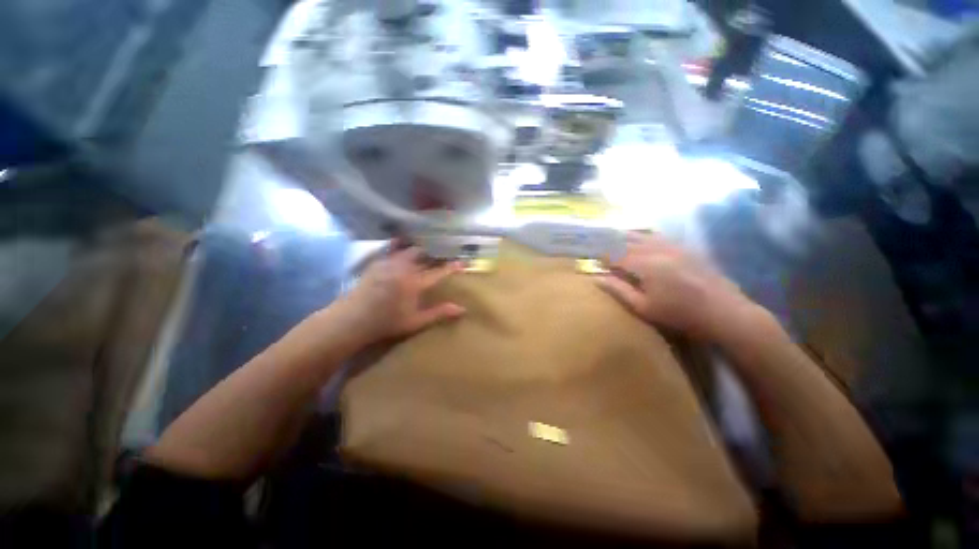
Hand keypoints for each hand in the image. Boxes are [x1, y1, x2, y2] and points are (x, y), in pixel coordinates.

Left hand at [343, 246, 465, 344]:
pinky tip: (400, 247)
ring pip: (407, 250)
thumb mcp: (415, 321)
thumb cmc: (387, 323)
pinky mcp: (377, 262)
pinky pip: (392, 250)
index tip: (462, 263)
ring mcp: (389, 263)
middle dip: (432, 253)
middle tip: (439, 254)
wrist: (356, 316)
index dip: (451, 267)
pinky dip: (400, 248)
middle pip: (422, 254)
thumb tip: (461, 309)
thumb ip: (438, 313)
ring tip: (422, 249)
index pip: (438, 272)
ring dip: (416, 249)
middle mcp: (404, 268)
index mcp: (415, 283)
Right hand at [597, 232, 753, 340]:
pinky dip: (644, 236)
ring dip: (626, 236)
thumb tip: (596, 277)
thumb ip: (620, 291)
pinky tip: (643, 242)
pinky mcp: (683, 246)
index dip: (600, 254)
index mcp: (642, 262)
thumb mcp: (645, 309)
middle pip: (627, 238)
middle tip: (598, 247)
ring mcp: (671, 244)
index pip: (613, 252)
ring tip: (615, 241)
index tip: (589, 258)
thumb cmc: (680, 315)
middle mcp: (654, 247)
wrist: (719, 308)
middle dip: (611, 242)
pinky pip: (657, 235)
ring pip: (642, 234)